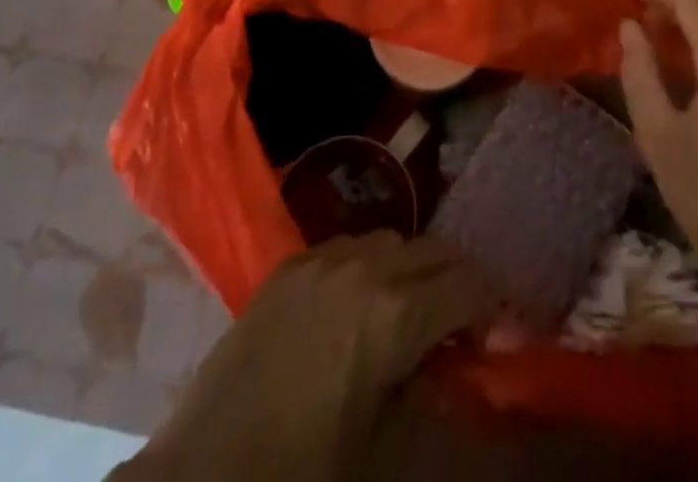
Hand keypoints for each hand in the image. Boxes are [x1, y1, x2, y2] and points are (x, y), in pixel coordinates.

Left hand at [124, 232, 492, 481]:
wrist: (209, 473)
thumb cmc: (308, 473)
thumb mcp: (389, 449)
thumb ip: (431, 392)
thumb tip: (452, 359)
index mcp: (397, 315)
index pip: (469, 283)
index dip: (488, 307)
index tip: (486, 336)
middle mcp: (366, 268)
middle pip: (435, 248)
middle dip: (456, 280)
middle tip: (454, 324)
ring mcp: (323, 257)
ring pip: (392, 239)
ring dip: (411, 267)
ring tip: (404, 309)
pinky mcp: (290, 262)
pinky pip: (347, 244)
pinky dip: (367, 263)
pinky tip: (355, 302)